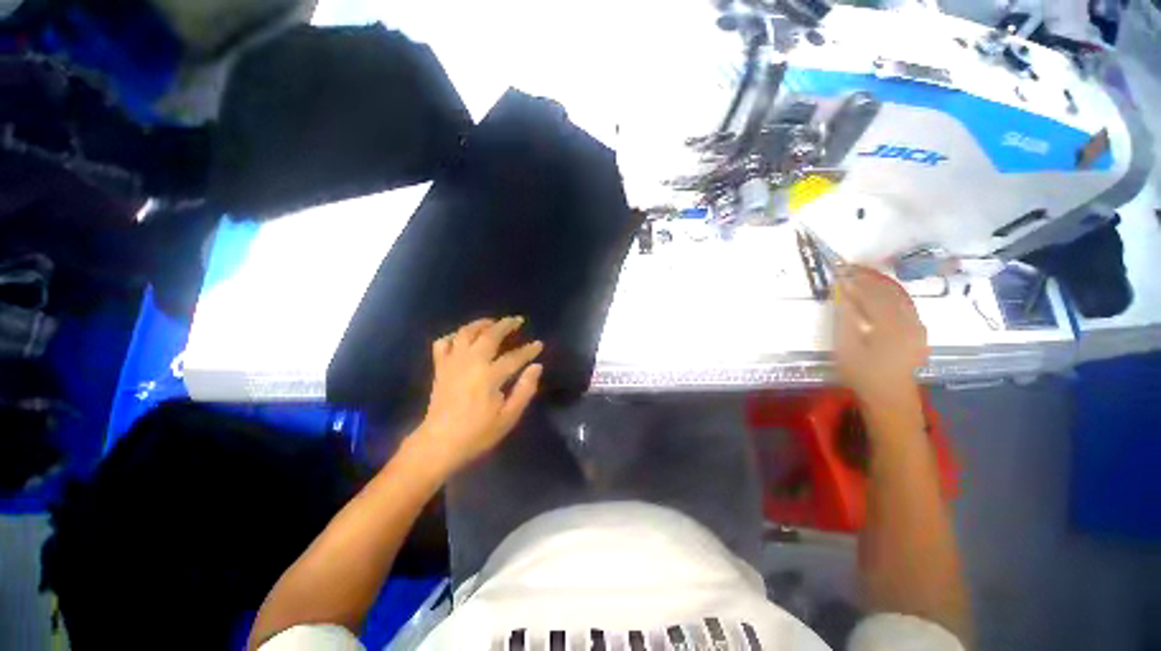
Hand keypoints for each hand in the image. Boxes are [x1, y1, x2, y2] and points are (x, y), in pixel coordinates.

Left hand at [413, 317, 543, 473]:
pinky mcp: (440, 368)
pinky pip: (443, 343)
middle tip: (517, 320)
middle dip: (506, 325)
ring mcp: (452, 363)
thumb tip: (537, 367)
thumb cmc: (477, 434)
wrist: (439, 444)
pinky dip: (453, 336)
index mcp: (490, 376)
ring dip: (481, 324)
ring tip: (493, 323)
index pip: (515, 357)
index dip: (529, 350)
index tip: (539, 344)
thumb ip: (525, 389)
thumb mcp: (508, 417)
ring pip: (465, 333)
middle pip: (489, 335)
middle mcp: (471, 363)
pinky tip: (463, 338)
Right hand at [833, 266, 927, 404]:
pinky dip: (892, 295)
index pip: (872, 294)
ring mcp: (917, 327)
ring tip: (864, 276)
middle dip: (869, 278)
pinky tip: (882, 293)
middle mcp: (909, 321)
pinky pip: (906, 305)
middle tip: (850, 269)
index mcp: (890, 325)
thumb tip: (841, 293)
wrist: (889, 397)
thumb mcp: (846, 347)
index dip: (856, 281)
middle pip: (889, 292)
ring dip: (881, 284)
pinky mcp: (918, 332)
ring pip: (900, 297)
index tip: (840, 271)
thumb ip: (845, 318)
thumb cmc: (862, 374)